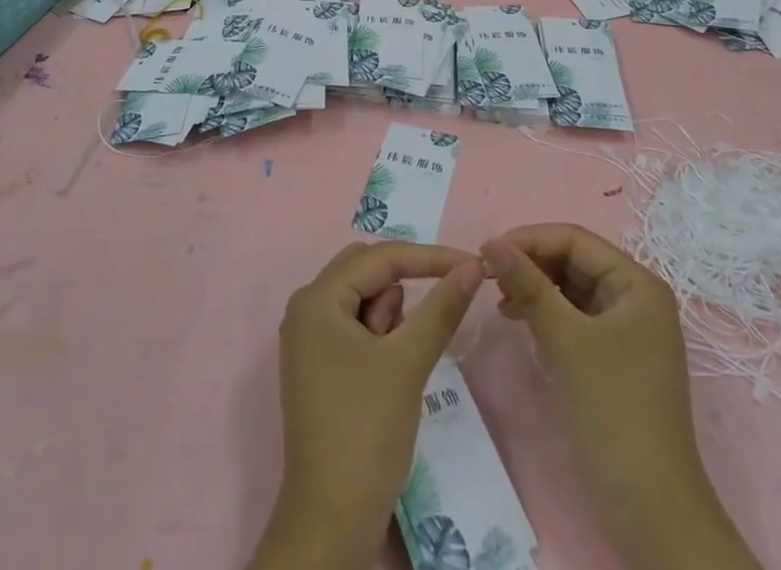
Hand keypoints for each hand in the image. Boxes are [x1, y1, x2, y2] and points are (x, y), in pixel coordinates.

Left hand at [248, 241, 483, 569]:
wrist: (332, 522)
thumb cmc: (366, 432)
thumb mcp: (408, 362)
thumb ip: (441, 307)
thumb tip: (473, 265)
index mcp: (317, 298)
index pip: (381, 257)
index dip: (429, 257)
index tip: (473, 264)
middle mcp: (307, 307)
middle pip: (368, 271)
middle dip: (401, 295)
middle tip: (417, 333)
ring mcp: (310, 337)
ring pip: (365, 299)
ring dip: (390, 320)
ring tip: (393, 368)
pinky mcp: (320, 363)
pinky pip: (357, 326)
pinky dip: (380, 339)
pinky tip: (384, 378)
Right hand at [483, 224, 758, 569]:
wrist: (651, 512)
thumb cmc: (614, 412)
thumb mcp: (565, 341)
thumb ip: (528, 285)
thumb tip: (491, 243)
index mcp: (637, 284)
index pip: (574, 240)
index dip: (529, 239)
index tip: (486, 253)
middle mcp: (635, 298)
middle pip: (573, 260)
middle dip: (530, 263)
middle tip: (488, 277)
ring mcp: (626, 329)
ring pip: (571, 288)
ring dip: (535, 287)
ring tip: (500, 301)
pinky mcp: (614, 357)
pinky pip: (574, 317)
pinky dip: (546, 313)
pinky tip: (520, 321)